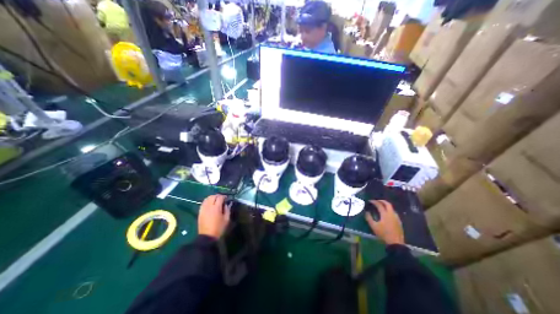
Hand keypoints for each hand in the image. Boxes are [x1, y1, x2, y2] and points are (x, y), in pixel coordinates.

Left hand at [198, 196, 230, 238]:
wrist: (207, 237)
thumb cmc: (219, 228)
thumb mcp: (226, 219)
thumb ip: (227, 210)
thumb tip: (227, 204)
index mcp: (216, 208)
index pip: (220, 197)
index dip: (224, 196)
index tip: (227, 198)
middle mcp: (209, 206)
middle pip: (212, 196)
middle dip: (218, 196)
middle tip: (222, 198)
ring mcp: (203, 209)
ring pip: (207, 199)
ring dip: (212, 197)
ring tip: (216, 200)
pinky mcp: (200, 212)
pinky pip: (203, 203)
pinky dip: (207, 201)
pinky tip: (210, 203)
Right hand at [365, 201, 404, 244]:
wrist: (396, 243)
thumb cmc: (383, 234)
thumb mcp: (373, 226)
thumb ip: (369, 218)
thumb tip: (366, 212)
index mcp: (385, 214)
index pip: (379, 205)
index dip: (374, 202)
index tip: (370, 201)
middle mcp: (391, 214)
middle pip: (388, 204)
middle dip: (382, 201)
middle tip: (377, 201)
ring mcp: (396, 218)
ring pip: (392, 208)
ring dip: (386, 205)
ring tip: (381, 207)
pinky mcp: (399, 222)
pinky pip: (394, 213)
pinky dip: (389, 210)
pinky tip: (386, 214)